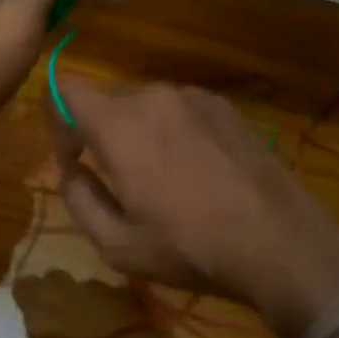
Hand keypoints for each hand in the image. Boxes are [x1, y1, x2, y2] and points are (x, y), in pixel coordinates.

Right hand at [13, 270, 227, 337]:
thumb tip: (42, 336)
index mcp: (50, 323)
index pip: (28, 287)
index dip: (29, 297)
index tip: (31, 311)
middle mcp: (79, 298)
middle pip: (58, 280)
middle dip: (56, 295)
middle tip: (61, 322)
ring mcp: (114, 297)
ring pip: (89, 286)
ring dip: (86, 302)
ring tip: (94, 332)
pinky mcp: (143, 304)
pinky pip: (117, 296)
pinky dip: (114, 309)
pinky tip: (122, 334)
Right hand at [49, 78, 338, 337]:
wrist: (281, 244)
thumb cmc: (191, 248)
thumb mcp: (118, 243)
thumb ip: (78, 197)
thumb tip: (68, 169)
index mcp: (120, 124)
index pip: (66, 89)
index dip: (57, 120)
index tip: (73, 158)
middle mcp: (155, 96)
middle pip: (107, 99)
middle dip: (99, 132)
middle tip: (118, 179)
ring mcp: (195, 97)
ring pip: (146, 104)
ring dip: (139, 132)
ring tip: (164, 180)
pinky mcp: (226, 106)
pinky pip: (181, 109)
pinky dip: (174, 131)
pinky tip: (198, 172)